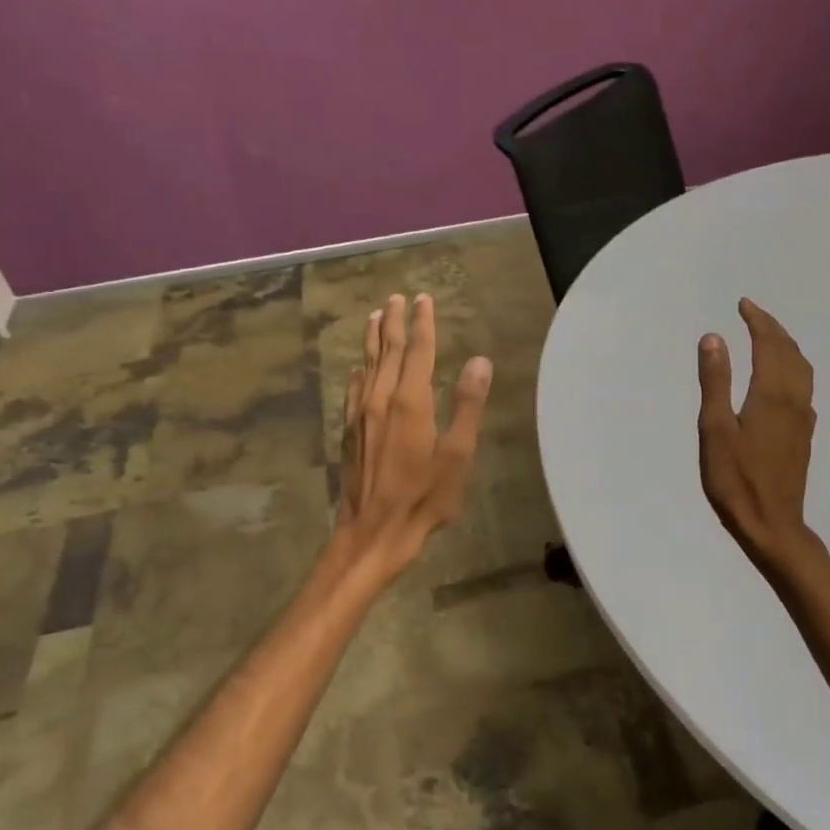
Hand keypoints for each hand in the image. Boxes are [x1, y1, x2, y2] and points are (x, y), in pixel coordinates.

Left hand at [332, 293, 491, 587]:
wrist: (372, 532)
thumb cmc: (423, 497)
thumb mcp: (457, 455)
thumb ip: (468, 406)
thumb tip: (479, 361)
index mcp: (410, 401)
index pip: (418, 350)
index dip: (423, 322)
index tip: (423, 299)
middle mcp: (381, 398)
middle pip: (388, 350)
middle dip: (394, 321)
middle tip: (397, 297)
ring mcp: (361, 414)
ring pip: (367, 365)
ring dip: (372, 338)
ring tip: (375, 316)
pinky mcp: (350, 431)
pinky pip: (353, 388)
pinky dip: (359, 370)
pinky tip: (358, 368)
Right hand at [697, 298, 823, 579]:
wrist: (772, 525)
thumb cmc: (736, 479)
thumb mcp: (715, 428)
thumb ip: (716, 381)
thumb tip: (714, 337)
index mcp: (771, 394)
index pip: (769, 344)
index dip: (758, 321)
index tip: (744, 304)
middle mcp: (794, 400)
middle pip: (790, 352)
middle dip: (773, 328)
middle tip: (753, 313)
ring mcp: (802, 419)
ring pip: (802, 369)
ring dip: (786, 346)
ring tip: (769, 337)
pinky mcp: (803, 435)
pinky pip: (803, 387)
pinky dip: (793, 368)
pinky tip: (783, 379)